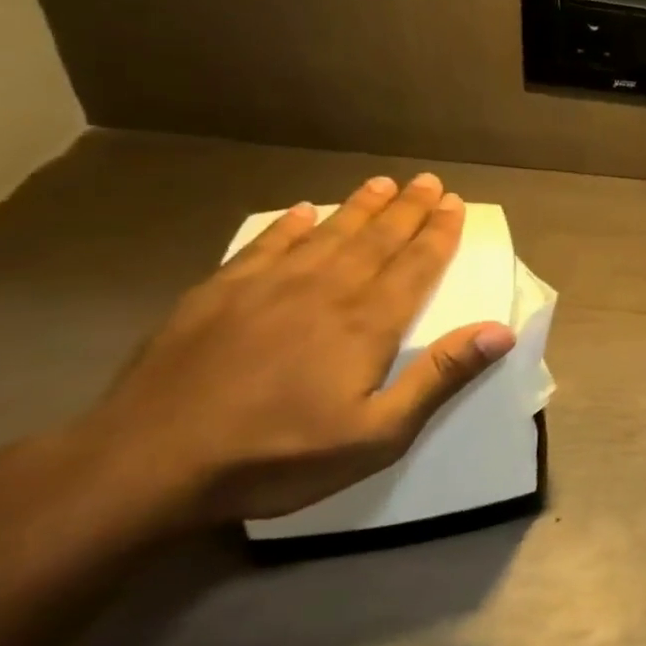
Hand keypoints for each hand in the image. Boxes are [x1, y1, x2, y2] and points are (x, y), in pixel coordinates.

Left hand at [63, 172, 514, 530]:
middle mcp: (323, 290)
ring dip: (358, 207)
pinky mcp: (216, 295)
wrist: (146, 464)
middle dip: (407, 209)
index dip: (439, 233)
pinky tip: (301, 211)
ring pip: (326, 234)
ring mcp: (265, 288)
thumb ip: (439, 378)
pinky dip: (288, 226)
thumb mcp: (378, 434)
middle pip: (376, 239)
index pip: (415, 265)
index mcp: (366, 323)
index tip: (455, 203)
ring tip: (381, 184)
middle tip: (428, 181)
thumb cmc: (278, 456)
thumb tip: (499, 331)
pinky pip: (264, 246)